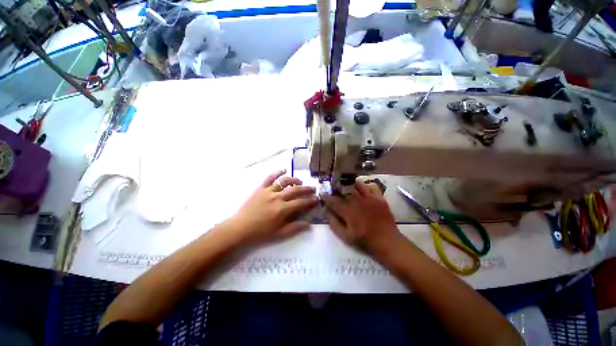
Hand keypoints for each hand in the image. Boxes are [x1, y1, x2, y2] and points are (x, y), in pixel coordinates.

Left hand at [229, 170, 317, 243]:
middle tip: (313, 188)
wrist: (240, 229)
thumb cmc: (260, 233)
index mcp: (283, 209)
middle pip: (295, 190)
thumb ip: (295, 228)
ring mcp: (268, 191)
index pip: (301, 202)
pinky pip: (270, 178)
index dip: (310, 200)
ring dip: (294, 180)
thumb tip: (309, 224)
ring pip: (284, 181)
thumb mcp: (280, 234)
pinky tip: (283, 170)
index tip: (317, 198)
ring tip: (300, 182)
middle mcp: (277, 197)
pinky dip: (277, 173)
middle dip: (306, 189)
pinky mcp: (260, 188)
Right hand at [321, 180, 401, 253]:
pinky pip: (372, 186)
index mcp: (348, 211)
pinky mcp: (380, 198)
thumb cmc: (365, 241)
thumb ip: (334, 223)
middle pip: (345, 190)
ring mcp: (370, 198)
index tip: (322, 193)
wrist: (388, 242)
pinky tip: (364, 190)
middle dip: (337, 188)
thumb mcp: (345, 236)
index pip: (334, 201)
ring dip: (351, 184)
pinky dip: (367, 186)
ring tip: (348, 186)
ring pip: (358, 185)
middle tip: (334, 189)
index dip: (327, 197)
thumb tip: (326, 211)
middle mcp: (358, 201)